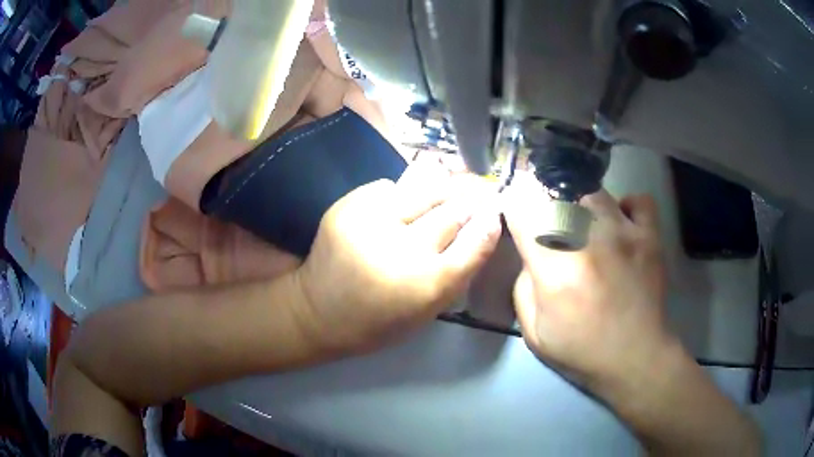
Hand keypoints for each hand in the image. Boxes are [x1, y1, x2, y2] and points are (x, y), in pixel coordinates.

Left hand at [295, 162, 501, 354]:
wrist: (317, 312)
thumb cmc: (378, 320)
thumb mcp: (426, 310)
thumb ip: (457, 270)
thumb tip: (482, 226)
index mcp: (425, 285)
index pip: (474, 243)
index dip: (489, 223)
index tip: (495, 210)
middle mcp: (401, 248)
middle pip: (452, 211)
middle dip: (470, 200)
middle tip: (480, 191)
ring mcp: (370, 221)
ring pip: (423, 189)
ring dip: (442, 188)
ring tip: (450, 187)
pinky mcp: (347, 206)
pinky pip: (389, 187)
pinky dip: (402, 194)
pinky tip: (403, 203)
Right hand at [504, 175, 671, 385]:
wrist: (636, 359)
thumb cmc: (583, 350)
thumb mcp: (534, 332)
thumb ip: (523, 286)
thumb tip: (530, 252)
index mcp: (556, 269)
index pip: (523, 209)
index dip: (514, 203)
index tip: (517, 212)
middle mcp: (590, 241)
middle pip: (557, 191)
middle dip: (545, 200)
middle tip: (549, 222)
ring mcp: (625, 233)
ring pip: (593, 191)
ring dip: (581, 203)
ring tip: (583, 225)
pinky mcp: (650, 236)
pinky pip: (638, 201)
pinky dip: (627, 207)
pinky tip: (620, 224)